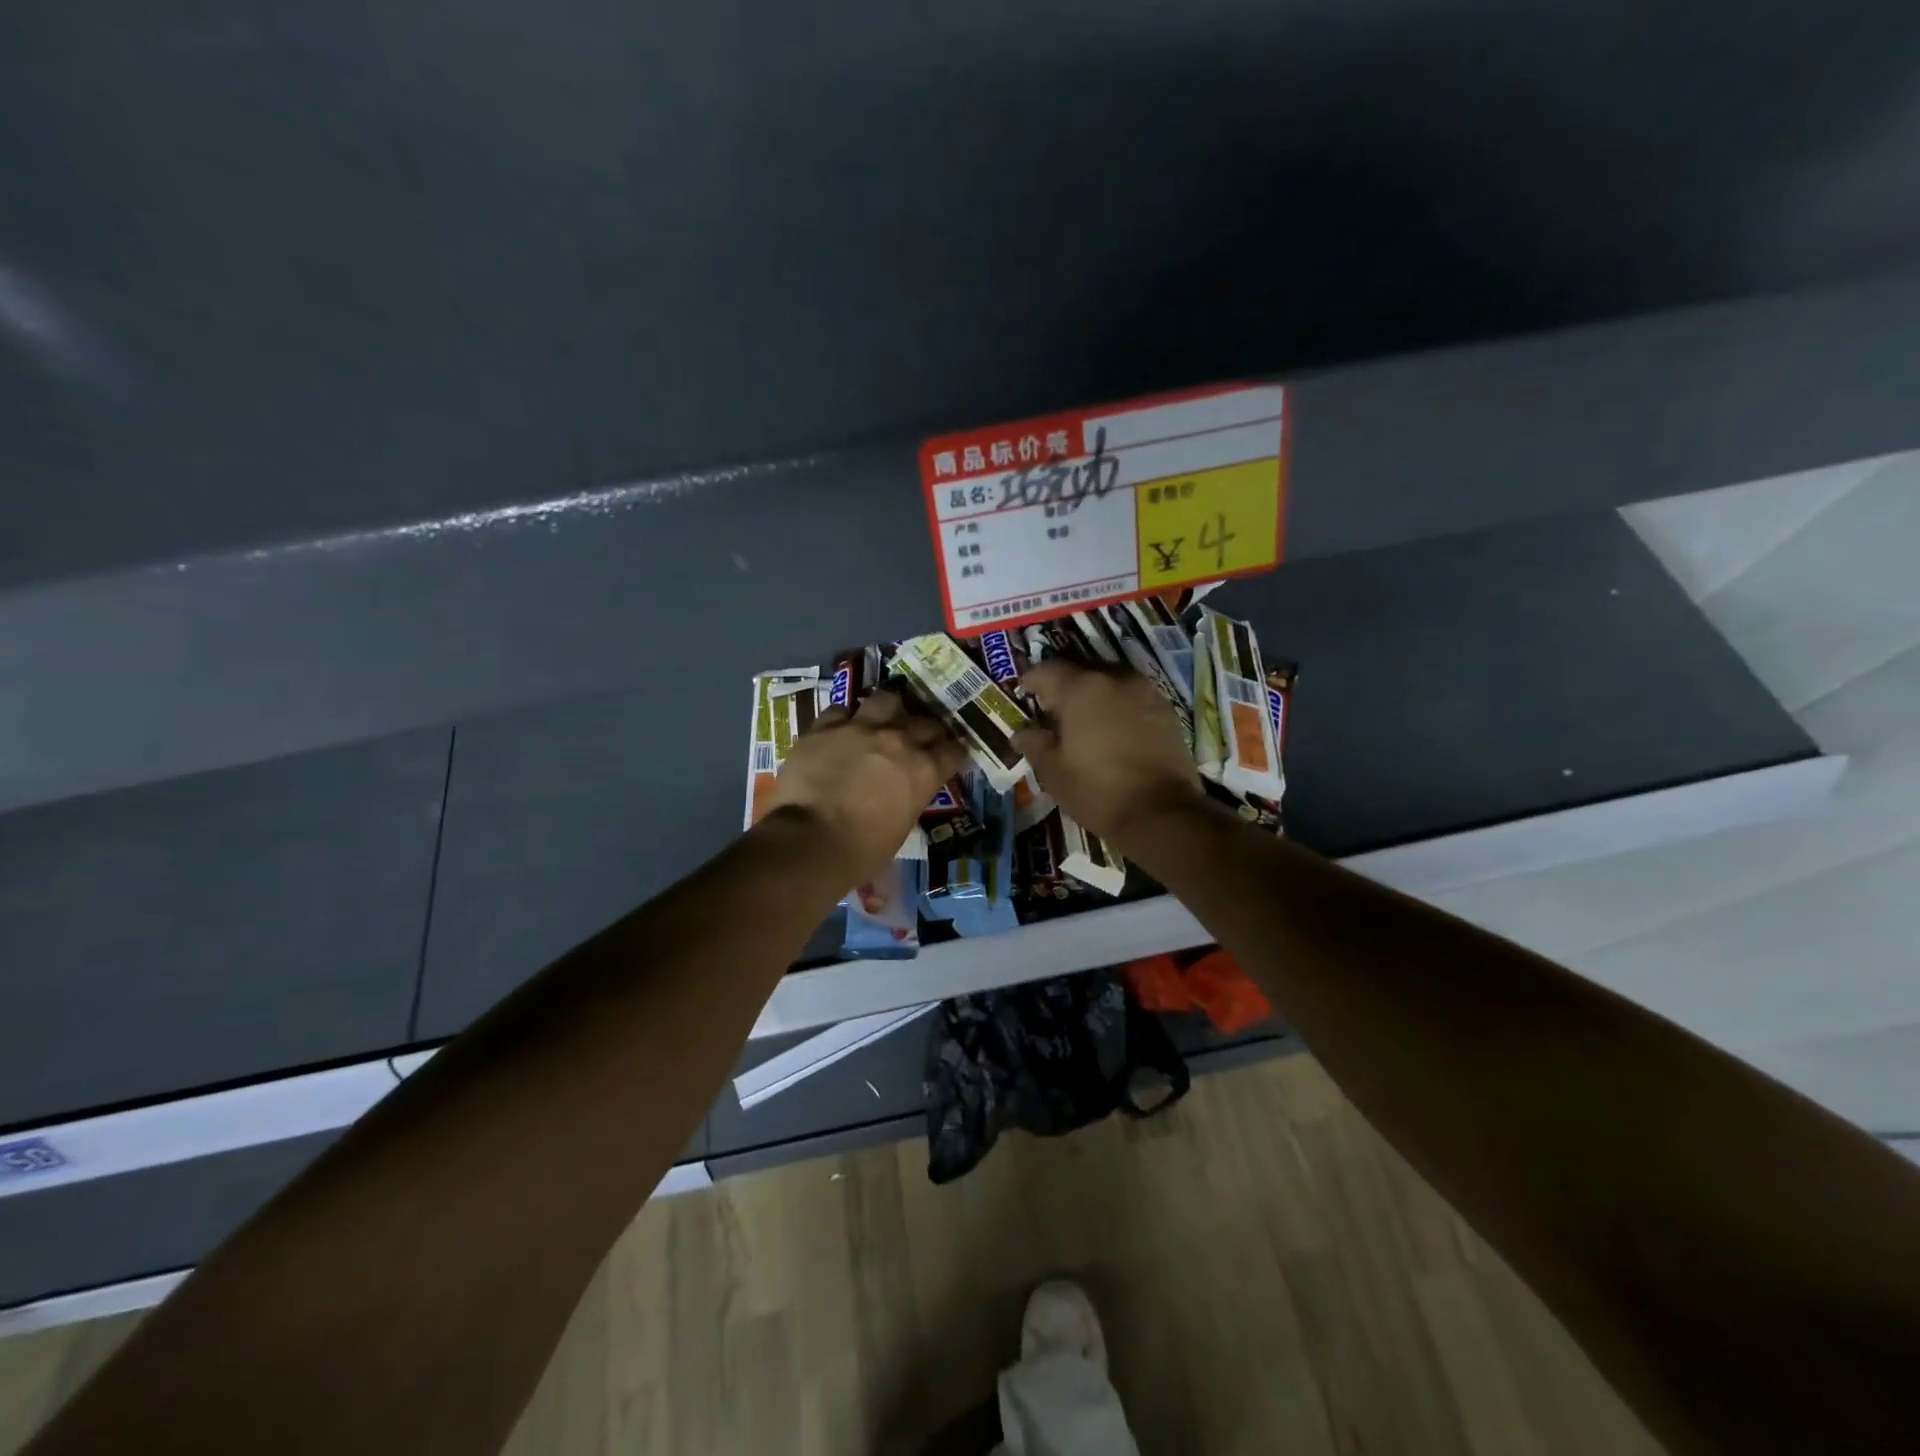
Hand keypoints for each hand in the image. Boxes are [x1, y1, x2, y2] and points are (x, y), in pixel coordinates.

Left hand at [765, 688, 966, 885]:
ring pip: (886, 700)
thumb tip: (901, 795)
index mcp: (924, 770)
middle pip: (925, 722)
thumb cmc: (862, 851)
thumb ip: (907, 799)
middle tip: (917, 741)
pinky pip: (840, 711)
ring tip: (882, 720)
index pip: (953, 751)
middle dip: (926, 731)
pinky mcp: (825, 727)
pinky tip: (840, 730)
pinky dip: (843, 720)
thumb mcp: (901, 828)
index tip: (949, 757)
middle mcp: (899, 740)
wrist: (809, 841)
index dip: (953, 753)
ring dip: (888, 710)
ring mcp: (861, 728)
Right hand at [1013, 658, 1205, 847]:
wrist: (1162, 813)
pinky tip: (1115, 730)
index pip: (1047, 670)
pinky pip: (1134, 697)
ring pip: (1111, 681)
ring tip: (1086, 719)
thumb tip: (1021, 732)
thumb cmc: (1097, 791)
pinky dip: (1120, 706)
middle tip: (1054, 710)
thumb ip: (1034, 745)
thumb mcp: (1054, 772)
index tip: (1024, 693)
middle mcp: (1114, 679)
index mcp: (1081, 689)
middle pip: (1081, 670)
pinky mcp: (1167, 710)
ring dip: (1095, 694)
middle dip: (1065, 686)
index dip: (1032, 680)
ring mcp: (1145, 692)